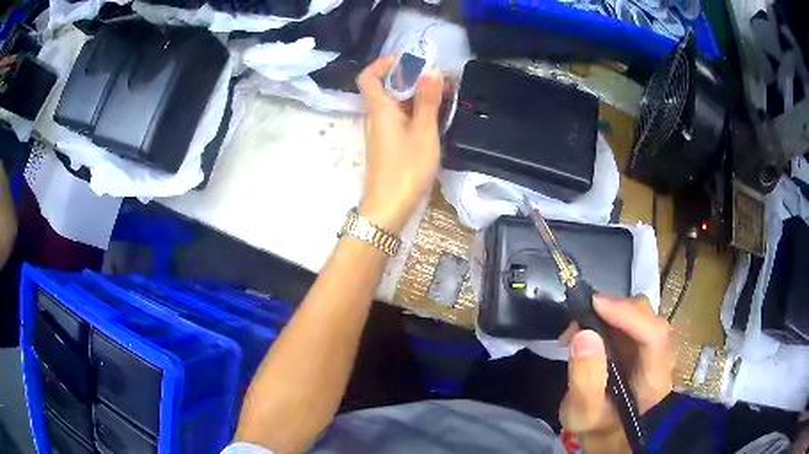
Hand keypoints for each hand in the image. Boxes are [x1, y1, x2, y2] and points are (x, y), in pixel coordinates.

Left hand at [356, 56, 443, 233]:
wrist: (389, 207)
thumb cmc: (406, 168)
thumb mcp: (423, 131)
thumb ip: (428, 100)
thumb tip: (431, 69)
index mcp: (380, 108)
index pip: (368, 76)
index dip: (384, 63)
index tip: (409, 61)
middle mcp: (376, 116)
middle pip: (385, 87)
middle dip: (410, 77)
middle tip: (438, 79)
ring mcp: (382, 131)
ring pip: (395, 103)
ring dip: (415, 94)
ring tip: (443, 94)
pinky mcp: (388, 144)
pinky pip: (399, 118)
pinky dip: (415, 111)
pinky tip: (435, 116)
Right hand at [560, 295, 673, 451]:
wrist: (609, 433)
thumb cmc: (597, 428)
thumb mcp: (583, 415)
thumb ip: (585, 381)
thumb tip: (583, 334)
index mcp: (654, 380)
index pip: (653, 335)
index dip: (628, 314)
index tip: (594, 304)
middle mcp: (661, 357)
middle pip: (649, 318)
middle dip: (616, 310)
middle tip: (579, 317)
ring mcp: (654, 348)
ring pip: (640, 315)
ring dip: (610, 312)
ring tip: (578, 326)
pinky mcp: (642, 344)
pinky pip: (630, 320)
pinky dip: (608, 317)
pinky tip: (588, 329)